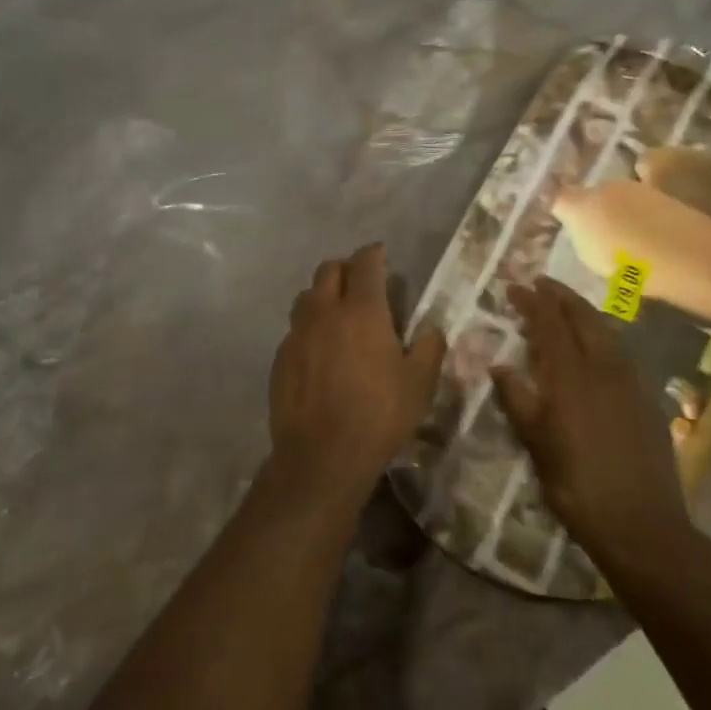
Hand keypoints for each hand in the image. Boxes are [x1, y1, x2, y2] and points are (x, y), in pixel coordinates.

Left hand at [268, 244, 445, 509]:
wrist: (322, 455)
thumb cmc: (379, 416)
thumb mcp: (420, 384)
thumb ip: (429, 348)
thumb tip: (430, 328)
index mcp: (362, 311)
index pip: (365, 263)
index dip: (374, 253)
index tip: (380, 253)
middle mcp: (324, 312)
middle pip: (328, 270)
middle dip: (346, 268)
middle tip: (360, 282)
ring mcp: (297, 334)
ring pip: (306, 297)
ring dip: (322, 295)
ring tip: (337, 314)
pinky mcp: (280, 358)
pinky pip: (295, 329)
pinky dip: (309, 328)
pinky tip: (319, 351)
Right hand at [492, 278, 698, 582]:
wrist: (641, 525)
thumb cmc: (576, 485)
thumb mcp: (536, 444)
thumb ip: (517, 399)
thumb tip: (500, 366)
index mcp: (571, 377)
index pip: (550, 324)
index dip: (533, 301)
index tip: (516, 285)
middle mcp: (603, 369)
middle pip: (583, 318)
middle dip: (561, 296)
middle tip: (541, 283)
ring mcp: (630, 383)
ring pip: (606, 332)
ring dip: (583, 313)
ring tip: (565, 307)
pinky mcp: (647, 399)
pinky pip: (620, 353)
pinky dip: (602, 337)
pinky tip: (596, 347)